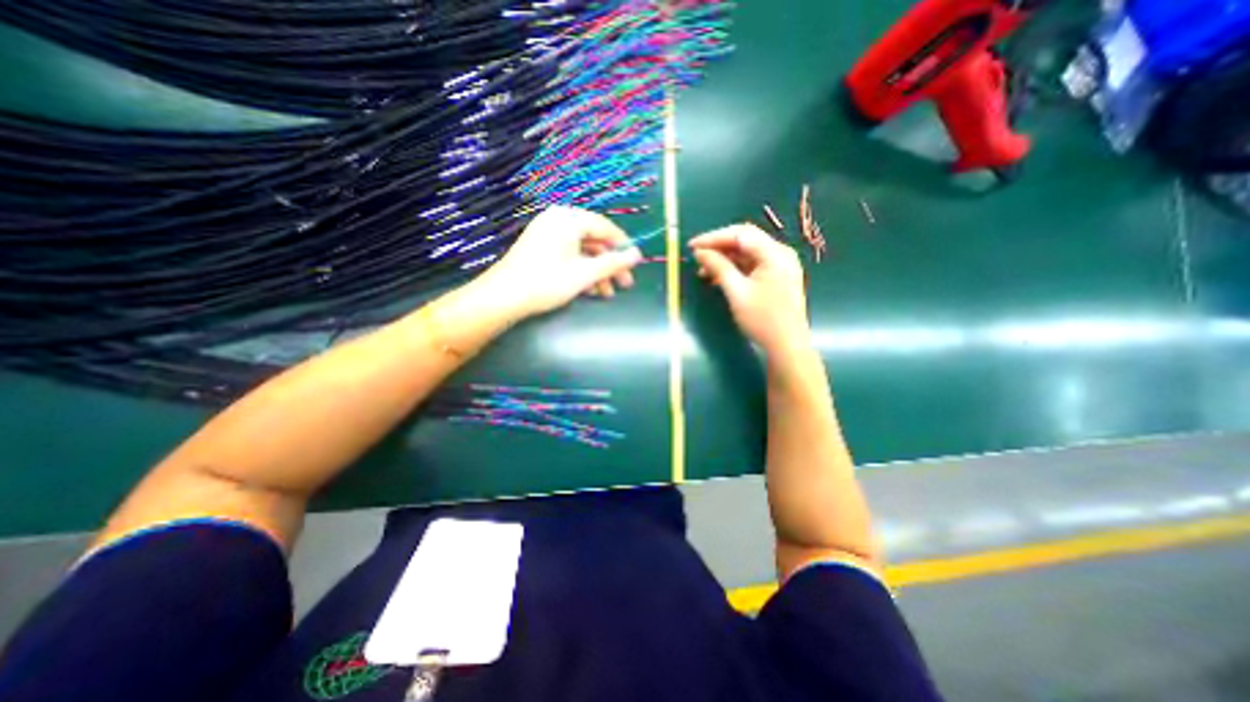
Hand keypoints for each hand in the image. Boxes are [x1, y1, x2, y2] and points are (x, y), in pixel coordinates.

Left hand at [479, 206, 644, 317]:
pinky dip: (581, 271)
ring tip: (607, 294)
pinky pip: (569, 255)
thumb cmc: (547, 281)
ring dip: (597, 272)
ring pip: (582, 251)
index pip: (605, 227)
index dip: (623, 246)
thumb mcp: (585, 274)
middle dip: (610, 265)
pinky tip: (589, 290)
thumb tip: (638, 254)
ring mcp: (548, 233)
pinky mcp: (541, 247)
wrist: (504, 296)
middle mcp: (558, 220)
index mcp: (569, 219)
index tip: (635, 264)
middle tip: (625, 284)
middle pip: (594, 241)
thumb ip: (614, 263)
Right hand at [681, 226, 809, 357]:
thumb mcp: (737, 292)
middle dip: (719, 248)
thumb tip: (700, 252)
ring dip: (725, 260)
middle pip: (745, 241)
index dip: (714, 237)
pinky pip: (752, 266)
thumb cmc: (763, 319)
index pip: (741, 234)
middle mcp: (780, 254)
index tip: (692, 246)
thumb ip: (718, 267)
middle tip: (696, 257)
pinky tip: (718, 278)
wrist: (787, 346)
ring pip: (747, 254)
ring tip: (703, 272)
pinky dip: (734, 269)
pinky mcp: (776, 278)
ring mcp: (779, 266)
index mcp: (775, 253)